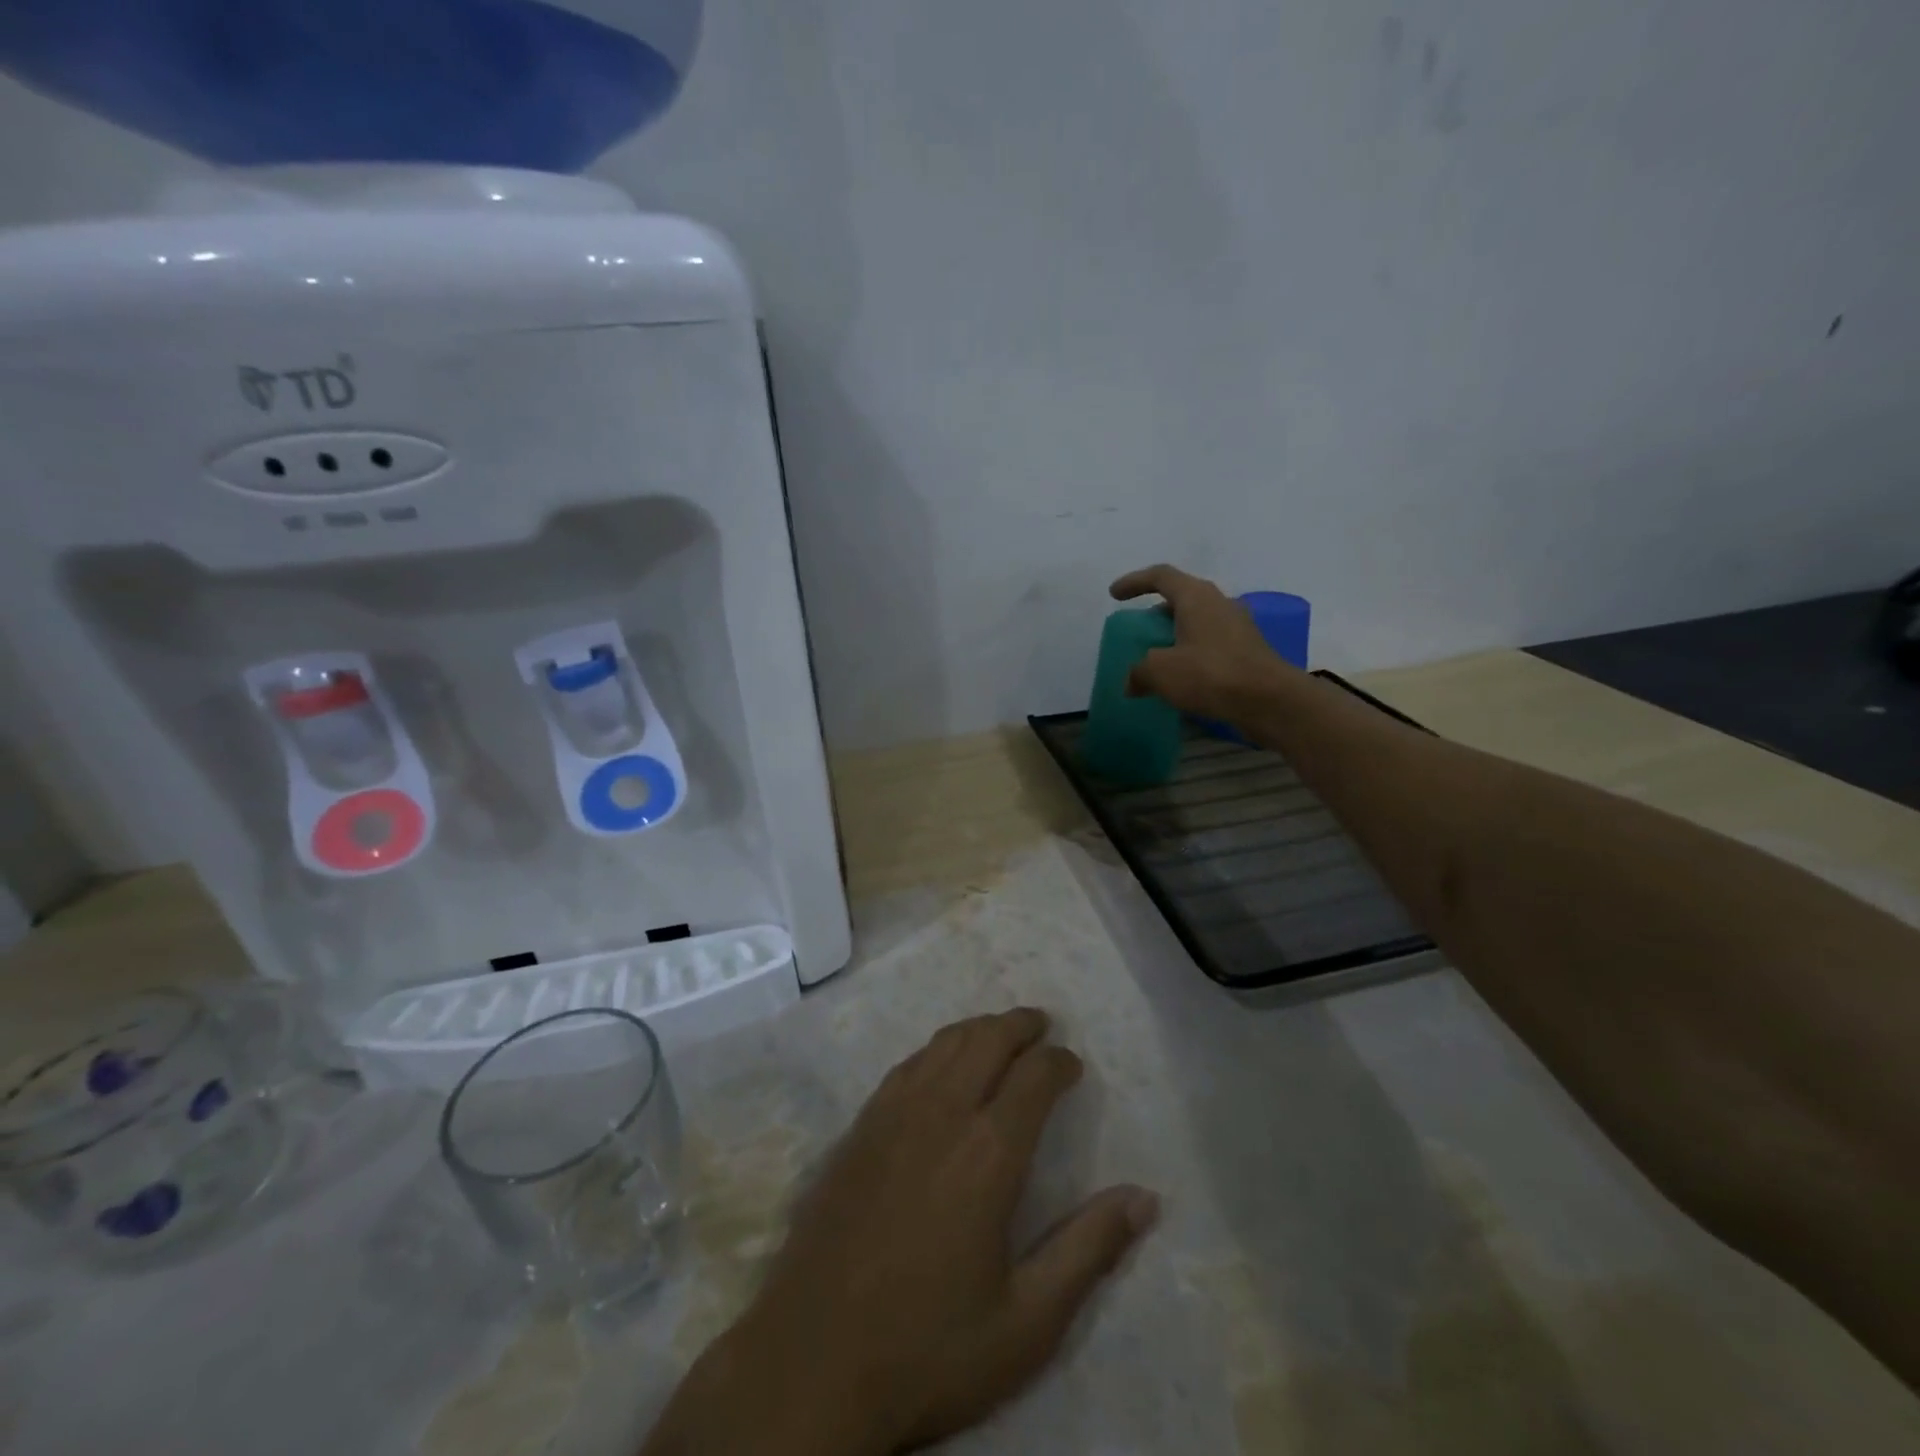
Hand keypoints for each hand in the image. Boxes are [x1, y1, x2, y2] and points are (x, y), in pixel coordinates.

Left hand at [643, 1010, 1158, 1455]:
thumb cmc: (929, 1348)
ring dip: (978, 1028)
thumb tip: (1144, 1198)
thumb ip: (1089, 1251)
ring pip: (944, 1043)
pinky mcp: (858, 1128)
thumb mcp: (1026, 1322)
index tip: (1073, 1066)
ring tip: (999, 1032)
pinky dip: (936, 1049)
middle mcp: (942, 1114)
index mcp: (989, 1153)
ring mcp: (892, 1115)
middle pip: (987, 1039)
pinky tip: (940, 1063)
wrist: (811, 1364)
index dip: (1059, 1061)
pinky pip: (906, 1065)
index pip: (1035, 1075)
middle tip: (1042, 1025)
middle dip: (1020, 1025)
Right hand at [1110, 564, 1298, 721]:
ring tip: (1158, 658)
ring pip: (1198, 622)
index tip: (1114, 595)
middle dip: (1156, 613)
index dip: (1134, 582)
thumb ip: (1139, 671)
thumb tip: (1132, 681)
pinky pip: (1211, 644)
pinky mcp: (1248, 651)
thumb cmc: (1211, 674)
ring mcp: (1238, 627)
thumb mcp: (1160, 672)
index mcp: (1196, 596)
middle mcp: (1219, 603)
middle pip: (1181, 597)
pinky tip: (1182, 678)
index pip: (1160, 576)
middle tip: (1139, 632)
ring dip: (1175, 636)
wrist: (1270, 701)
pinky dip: (1192, 654)